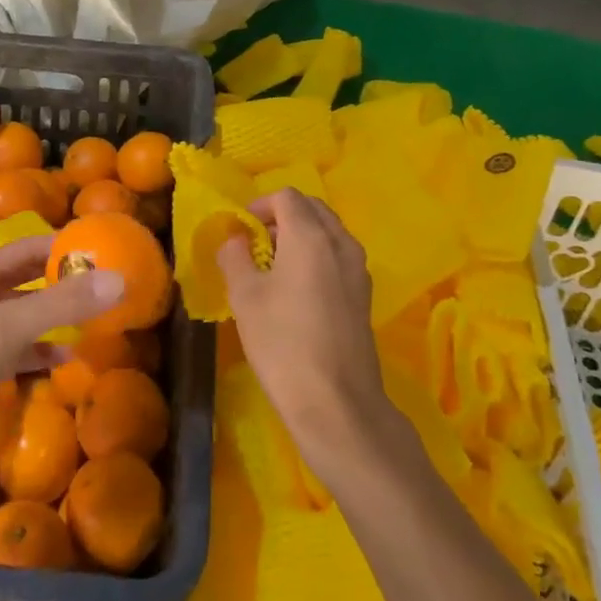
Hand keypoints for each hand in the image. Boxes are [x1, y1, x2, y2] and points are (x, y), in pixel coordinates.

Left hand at [0, 237, 123, 472]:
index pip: (25, 248)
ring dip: (54, 317)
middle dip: (61, 282)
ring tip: (93, 320)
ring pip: (21, 315)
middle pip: (24, 280)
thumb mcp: (5, 329)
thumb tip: (118, 280)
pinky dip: (39, 349)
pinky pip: (15, 348)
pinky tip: (64, 357)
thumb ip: (61, 304)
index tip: (101, 250)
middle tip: (104, 284)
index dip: (61, 247)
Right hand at [217, 190, 389, 457]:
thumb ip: (235, 257)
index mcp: (311, 236)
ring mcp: (358, 270)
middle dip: (283, 216)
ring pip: (329, 232)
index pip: (287, 197)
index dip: (260, 205)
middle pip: (313, 209)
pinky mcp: (364, 295)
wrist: (336, 403)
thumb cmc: (282, 342)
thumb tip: (236, 239)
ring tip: (275, 266)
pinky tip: (298, 290)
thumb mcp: (245, 296)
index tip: (241, 230)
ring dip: (302, 235)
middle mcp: (340, 244)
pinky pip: (339, 257)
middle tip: (257, 242)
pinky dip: (318, 256)